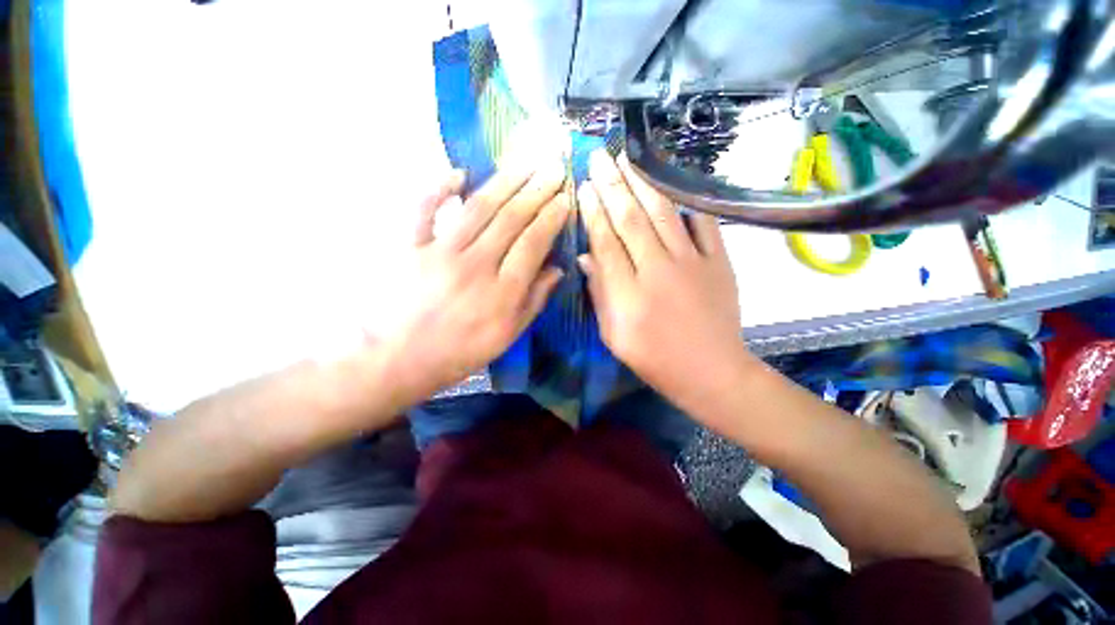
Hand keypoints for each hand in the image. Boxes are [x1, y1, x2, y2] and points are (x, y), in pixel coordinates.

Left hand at [385, 159, 570, 397]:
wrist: (399, 359)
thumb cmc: (460, 351)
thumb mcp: (508, 335)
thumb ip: (534, 300)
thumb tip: (557, 270)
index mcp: (502, 292)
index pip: (533, 243)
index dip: (551, 218)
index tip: (565, 199)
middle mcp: (475, 265)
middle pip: (511, 219)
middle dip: (536, 190)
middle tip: (553, 167)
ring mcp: (440, 252)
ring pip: (478, 208)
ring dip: (504, 182)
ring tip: (524, 163)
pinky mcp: (410, 246)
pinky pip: (424, 210)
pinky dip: (438, 188)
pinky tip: (458, 172)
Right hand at [578, 150, 750, 406]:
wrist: (711, 371)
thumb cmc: (654, 359)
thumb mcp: (613, 336)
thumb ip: (599, 294)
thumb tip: (584, 256)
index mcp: (628, 294)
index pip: (605, 242)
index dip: (593, 211)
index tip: (585, 186)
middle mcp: (658, 271)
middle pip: (631, 219)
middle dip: (612, 185)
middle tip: (599, 156)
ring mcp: (693, 263)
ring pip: (663, 213)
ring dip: (643, 183)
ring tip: (628, 158)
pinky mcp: (719, 262)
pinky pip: (703, 223)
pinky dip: (687, 202)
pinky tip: (673, 184)